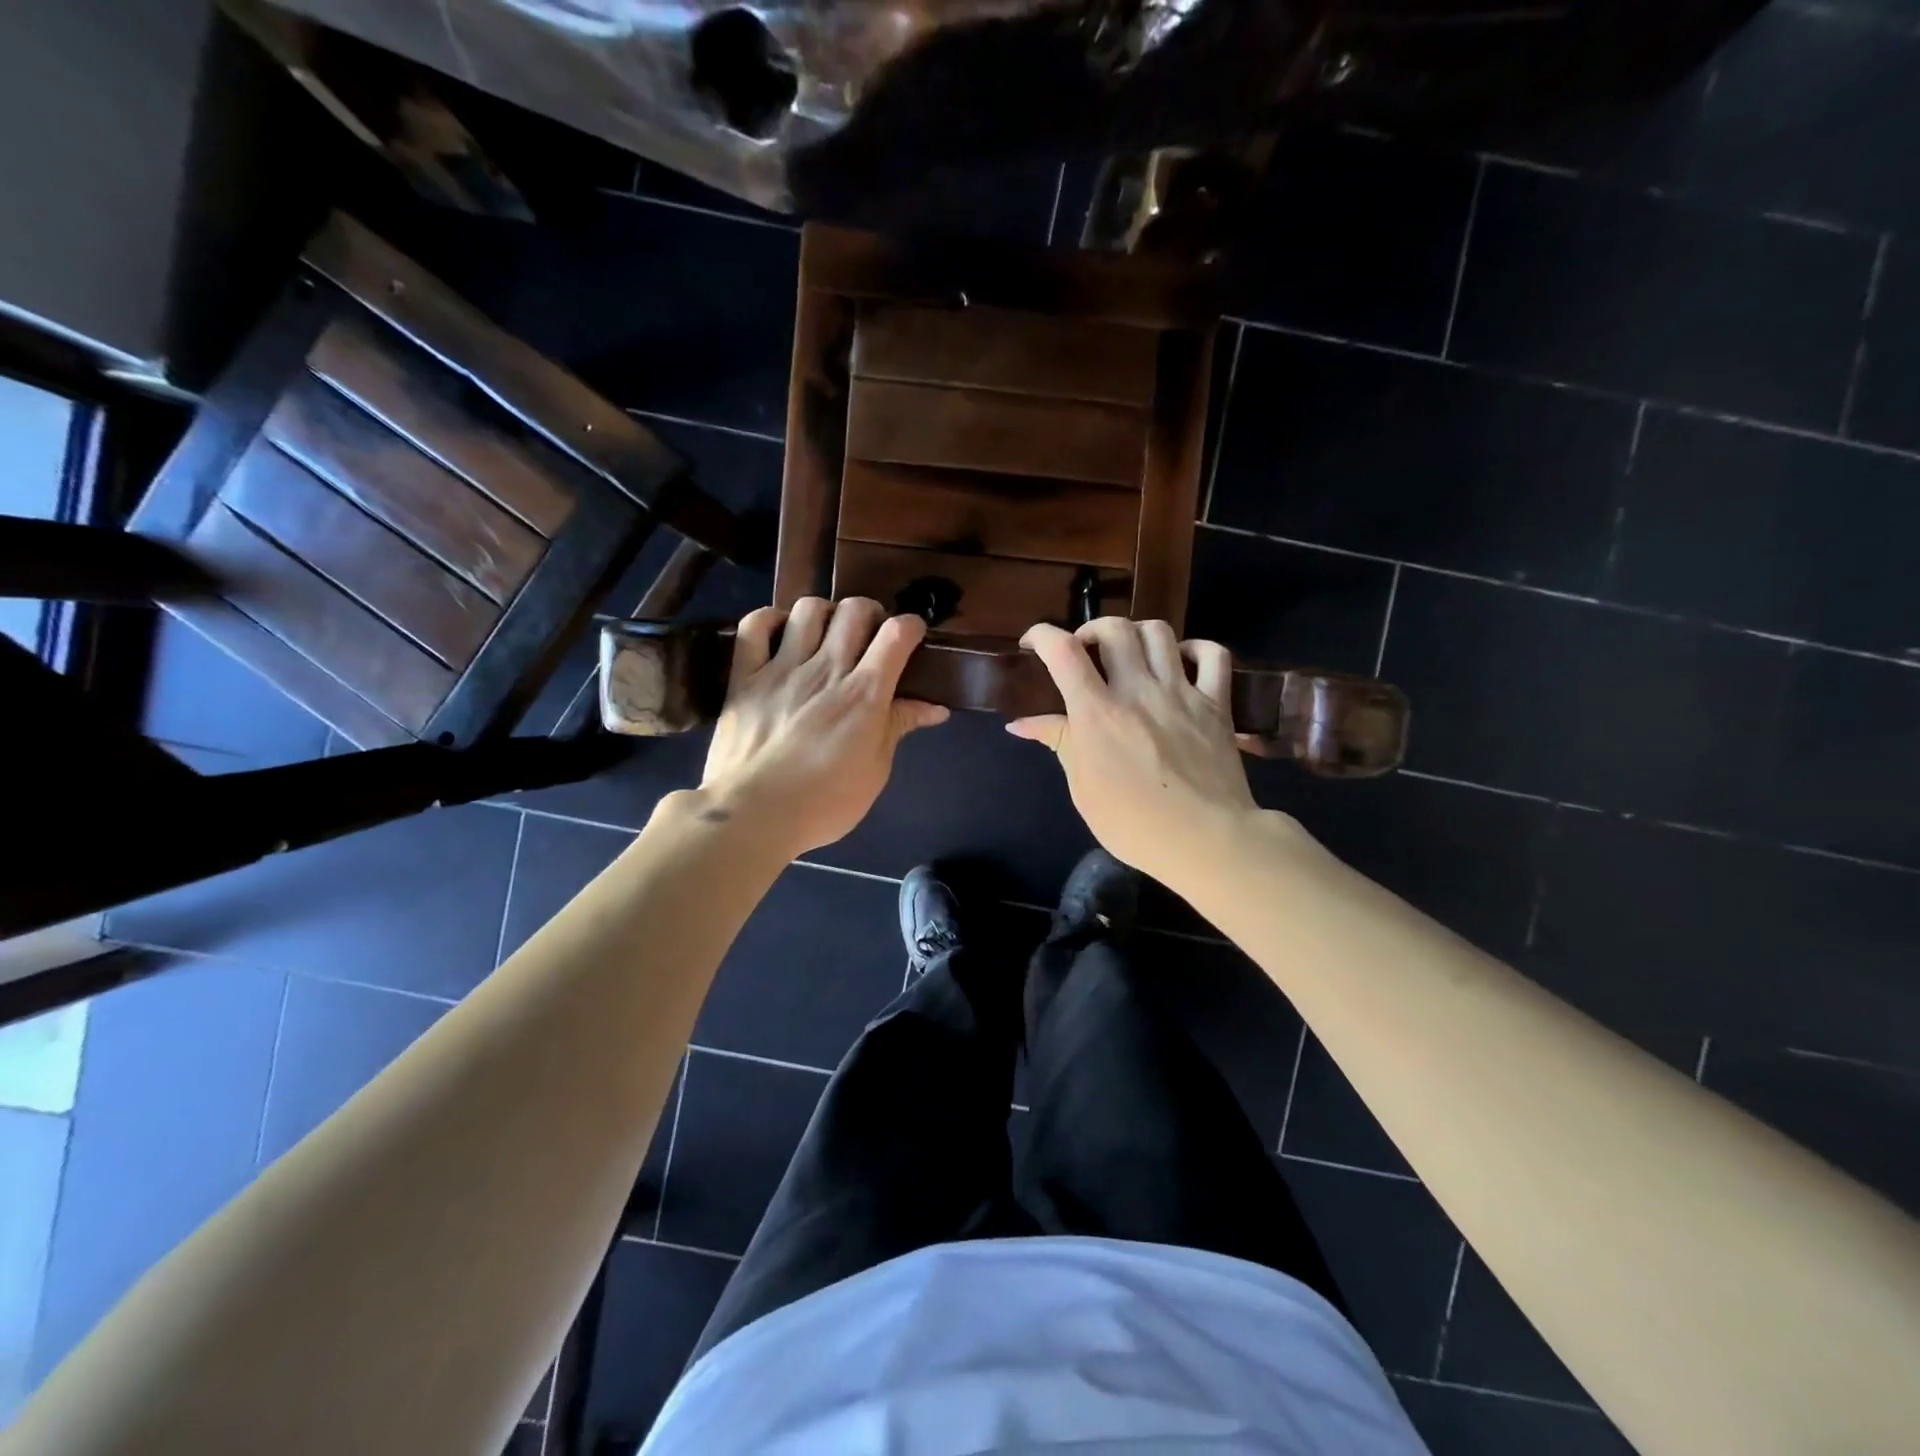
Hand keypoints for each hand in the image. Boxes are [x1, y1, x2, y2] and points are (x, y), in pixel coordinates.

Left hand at [698, 597, 948, 856]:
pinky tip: (780, 632)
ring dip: (825, 613)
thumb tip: (935, 707)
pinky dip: (769, 619)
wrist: (752, 814)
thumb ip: (899, 727)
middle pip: (855, 610)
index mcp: (864, 694)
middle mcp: (826, 669)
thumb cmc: (823, 802)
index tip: (912, 636)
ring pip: (808, 609)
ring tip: (826, 633)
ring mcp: (782, 668)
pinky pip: (754, 626)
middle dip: (870, 613)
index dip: (911, 626)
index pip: (896, 634)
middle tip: (869, 636)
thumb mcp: (875, 771)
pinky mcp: (745, 676)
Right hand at [1009, 618, 1258, 885]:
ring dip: (1136, 633)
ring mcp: (1182, 692)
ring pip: (1159, 631)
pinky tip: (1181, 660)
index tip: (1033, 644)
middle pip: (1114, 629)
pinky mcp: (1217, 703)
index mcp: (1098, 713)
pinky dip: (1196, 648)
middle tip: (1085, 652)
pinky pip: (1214, 655)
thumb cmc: (1133, 824)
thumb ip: (1059, 743)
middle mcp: (1138, 690)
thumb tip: (1021, 724)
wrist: (1206, 840)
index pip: (1064, 652)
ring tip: (1129, 654)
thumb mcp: (1083, 788)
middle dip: (1091, 630)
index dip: (1042, 635)